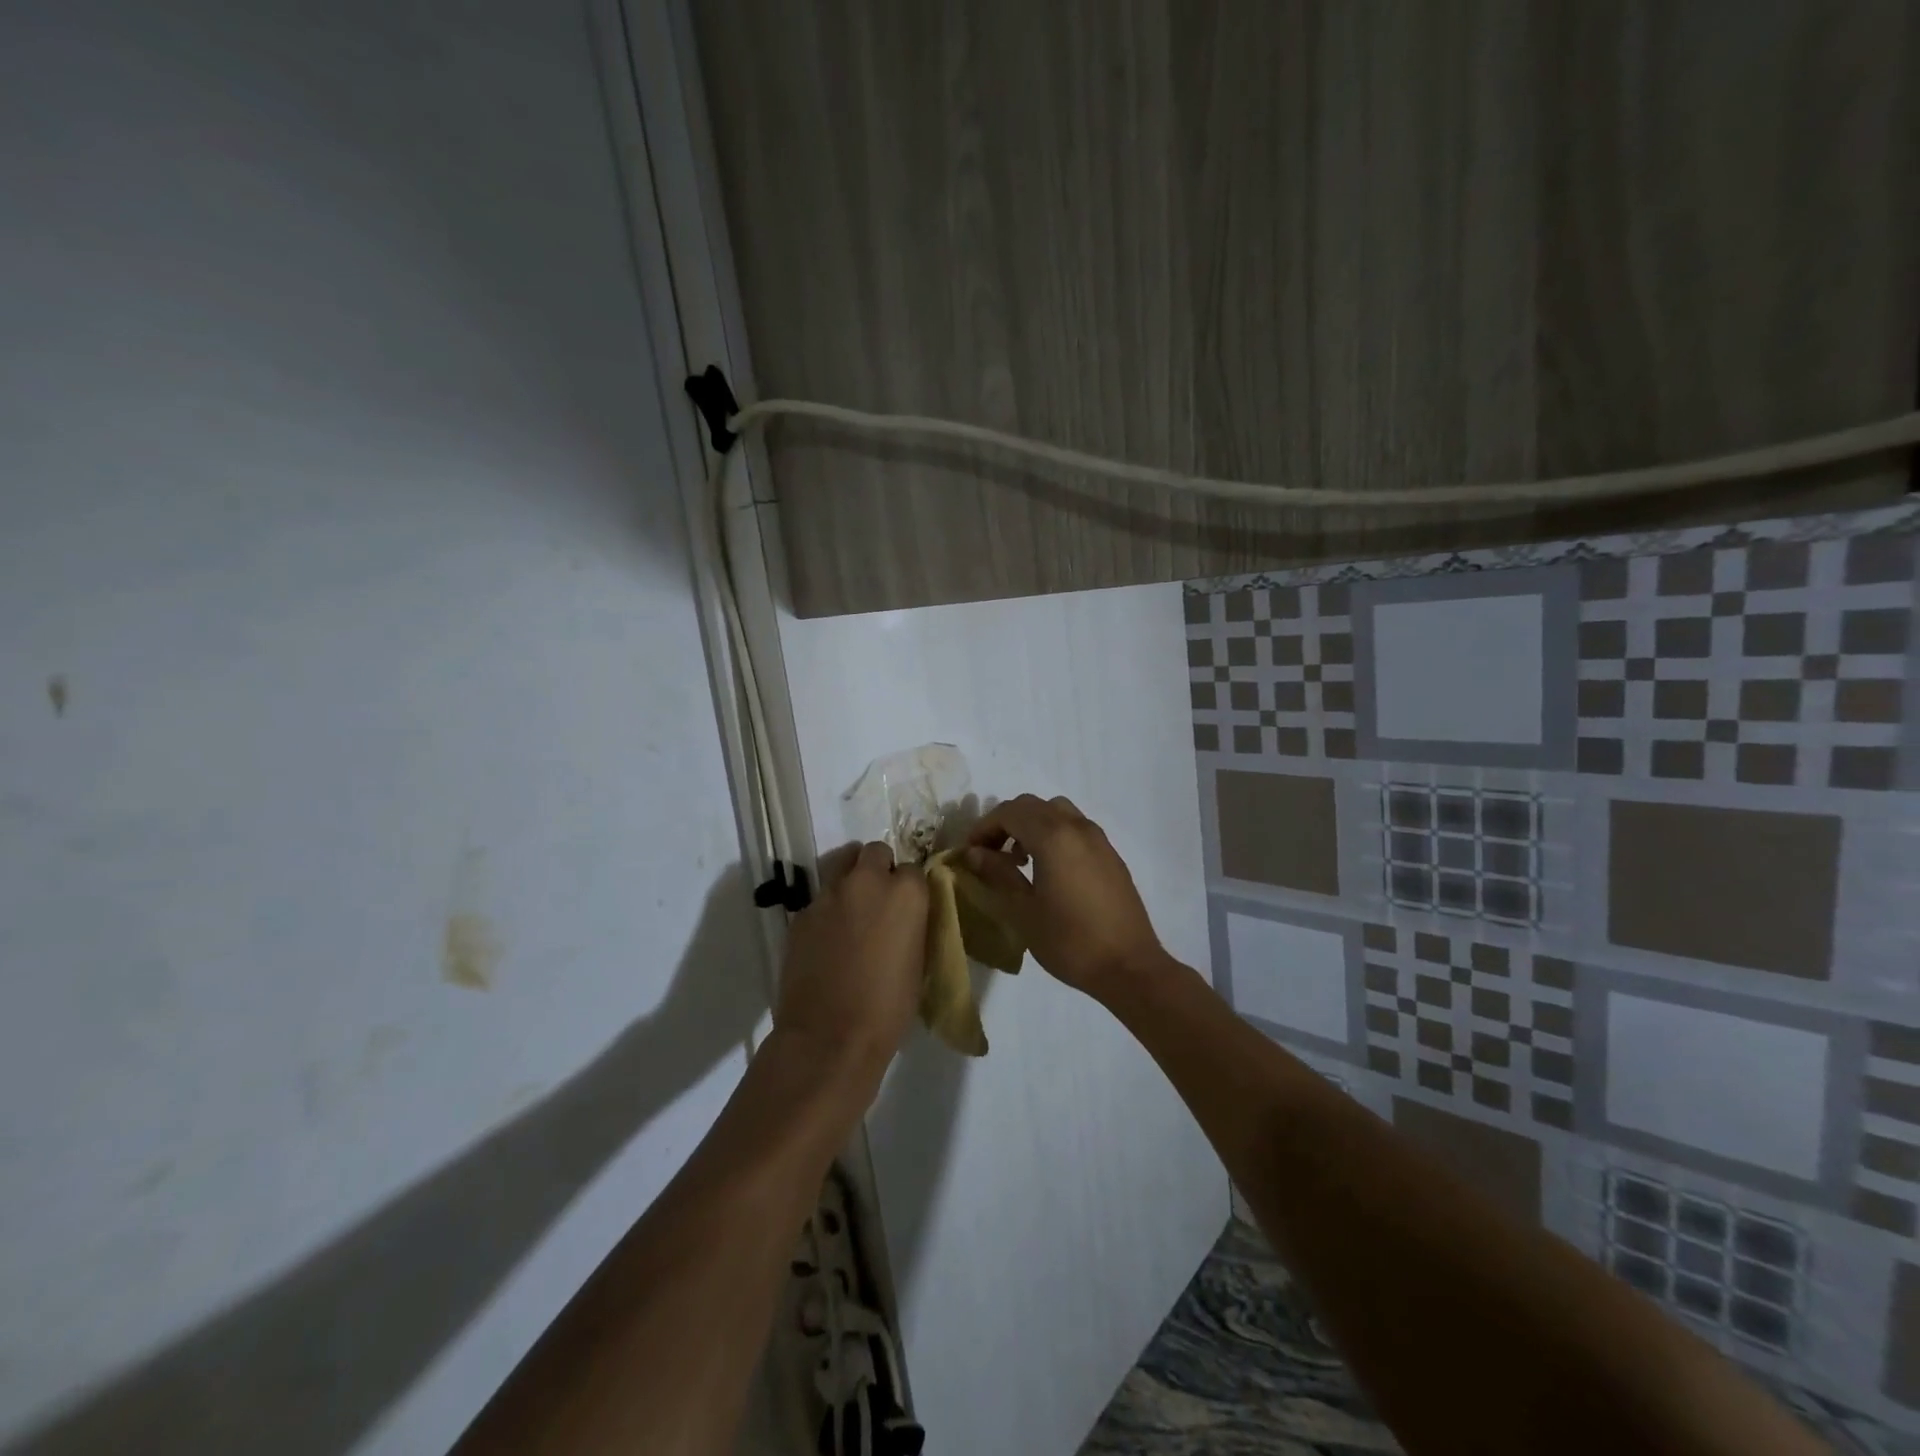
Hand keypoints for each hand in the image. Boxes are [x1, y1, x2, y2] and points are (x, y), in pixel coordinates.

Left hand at [774, 842, 928, 1081]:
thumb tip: (906, 918)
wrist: (830, 1038)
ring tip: (852, 909)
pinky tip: (828, 938)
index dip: (910, 887)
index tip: (908, 907)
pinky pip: (819, 898)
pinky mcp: (801, 913)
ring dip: (850, 879)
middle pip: (874, 852)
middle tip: (879, 899)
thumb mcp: (918, 962)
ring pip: (841, 865)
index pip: (914, 868)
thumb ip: (913, 926)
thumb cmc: (888, 1008)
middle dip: (878, 868)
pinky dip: (827, 909)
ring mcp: (828, 895)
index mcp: (906, 893)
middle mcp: (867, 882)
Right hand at [962, 794, 1163, 997]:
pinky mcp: (1110, 854)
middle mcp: (1077, 827)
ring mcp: (1098, 839)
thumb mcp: (1023, 910)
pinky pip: (1075, 828)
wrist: (1129, 966)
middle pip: (1032, 805)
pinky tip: (1048, 870)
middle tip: (989, 854)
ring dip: (1031, 825)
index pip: (1009, 812)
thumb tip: (974, 853)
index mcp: (1053, 837)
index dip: (984, 827)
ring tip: (1019, 860)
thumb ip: (998, 874)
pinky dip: (1053, 834)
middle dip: (1005, 822)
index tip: (969, 852)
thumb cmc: (1069, 941)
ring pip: (1056, 812)